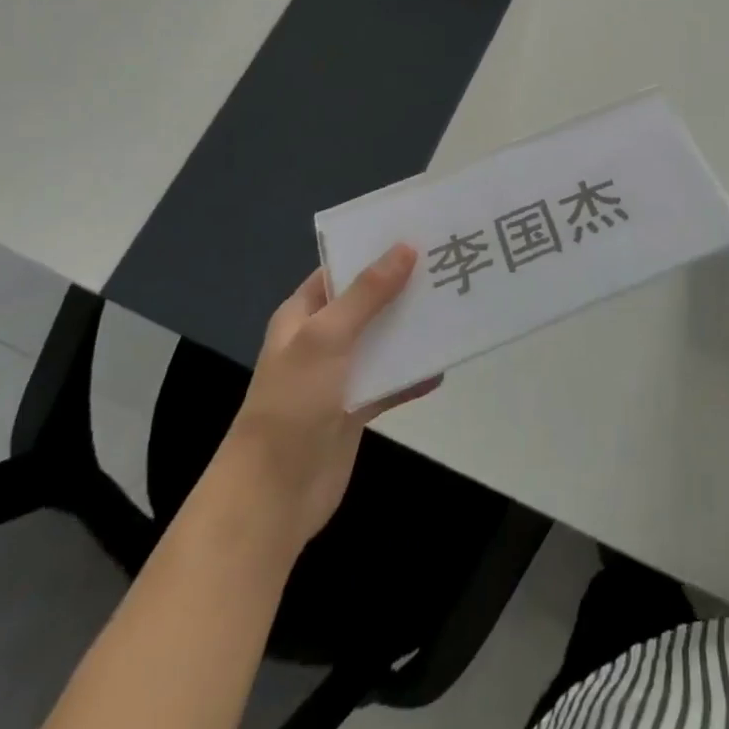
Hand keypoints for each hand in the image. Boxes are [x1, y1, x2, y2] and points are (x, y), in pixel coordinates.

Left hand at [225, 245, 438, 544]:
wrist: (273, 495)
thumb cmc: (293, 404)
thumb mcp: (327, 337)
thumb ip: (368, 293)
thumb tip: (405, 248)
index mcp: (301, 315)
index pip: (340, 270)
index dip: (373, 251)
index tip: (417, 233)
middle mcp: (320, 340)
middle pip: (367, 302)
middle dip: (402, 287)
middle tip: (447, 265)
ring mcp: (338, 375)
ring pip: (382, 340)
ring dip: (412, 328)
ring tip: (455, 305)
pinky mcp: (355, 408)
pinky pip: (390, 381)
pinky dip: (413, 375)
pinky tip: (443, 366)